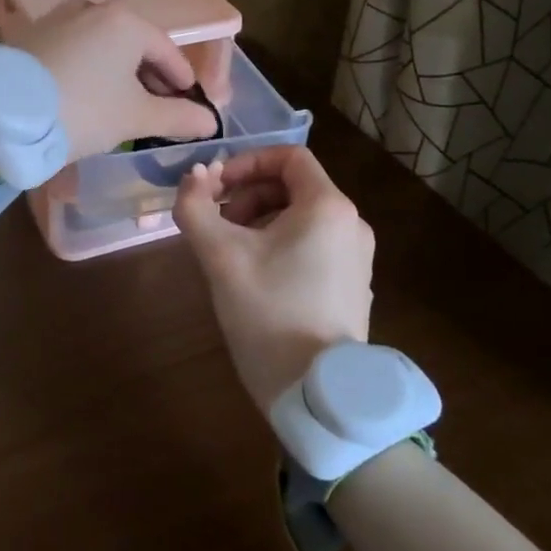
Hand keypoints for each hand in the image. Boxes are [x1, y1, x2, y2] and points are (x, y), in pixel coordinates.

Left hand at [13, 0, 218, 160]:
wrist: (4, 115)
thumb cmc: (83, 110)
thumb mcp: (136, 117)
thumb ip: (178, 116)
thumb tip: (210, 121)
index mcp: (126, 20)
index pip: (168, 53)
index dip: (183, 83)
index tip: (190, 107)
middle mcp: (93, 7)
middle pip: (135, 45)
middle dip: (150, 78)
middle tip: (157, 111)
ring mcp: (59, 17)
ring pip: (103, 46)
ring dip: (118, 74)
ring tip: (120, 106)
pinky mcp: (32, 34)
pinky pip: (75, 49)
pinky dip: (89, 69)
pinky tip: (85, 96)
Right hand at [172, 147, 374, 418]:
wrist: (317, 394)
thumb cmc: (268, 313)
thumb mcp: (220, 256)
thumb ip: (196, 207)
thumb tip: (193, 176)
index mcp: (327, 207)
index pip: (288, 156)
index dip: (246, 161)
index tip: (216, 187)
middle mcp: (351, 224)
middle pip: (293, 186)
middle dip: (248, 195)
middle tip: (217, 224)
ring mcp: (357, 258)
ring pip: (302, 217)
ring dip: (260, 221)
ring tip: (231, 253)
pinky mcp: (353, 286)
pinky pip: (314, 245)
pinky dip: (281, 245)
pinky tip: (256, 278)